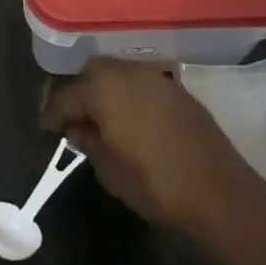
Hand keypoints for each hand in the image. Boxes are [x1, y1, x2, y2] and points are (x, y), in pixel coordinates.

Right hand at [40, 58, 265, 241]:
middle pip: (91, 72)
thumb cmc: (154, 183)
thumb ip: (87, 142)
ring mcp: (156, 78)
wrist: (219, 192)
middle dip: (78, 92)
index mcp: (102, 88)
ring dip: (105, 91)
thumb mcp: (108, 169)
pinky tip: (131, 120)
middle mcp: (127, 72)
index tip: (46, 130)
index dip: (52, 114)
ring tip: (102, 119)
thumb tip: (77, 128)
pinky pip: (142, 84)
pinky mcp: (178, 90)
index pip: (65, 96)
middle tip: (73, 118)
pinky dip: (130, 96)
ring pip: (118, 74)